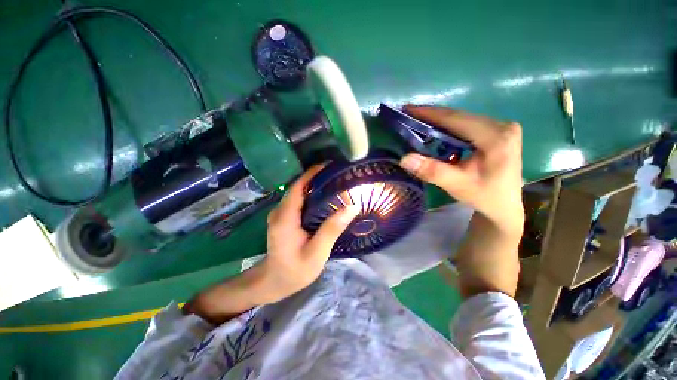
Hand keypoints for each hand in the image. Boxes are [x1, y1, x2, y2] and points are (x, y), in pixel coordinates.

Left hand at [262, 165, 359, 301]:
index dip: (312, 173)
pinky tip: (324, 198)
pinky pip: (298, 200)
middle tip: (337, 175)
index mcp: (285, 217)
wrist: (274, 282)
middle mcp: (279, 211)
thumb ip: (332, 229)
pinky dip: (310, 195)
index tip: (329, 166)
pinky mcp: (283, 218)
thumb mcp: (317, 253)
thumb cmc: (294, 271)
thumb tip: (352, 206)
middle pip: (298, 187)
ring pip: (298, 192)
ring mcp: (280, 214)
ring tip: (334, 183)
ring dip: (314, 185)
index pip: (298, 186)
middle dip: (316, 177)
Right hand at [399, 106, 523, 297]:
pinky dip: (447, 128)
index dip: (429, 114)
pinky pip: (466, 125)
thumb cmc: (484, 197)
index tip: (407, 109)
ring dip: (438, 121)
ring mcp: (501, 127)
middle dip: (431, 116)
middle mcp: (502, 126)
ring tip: (417, 122)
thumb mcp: (457, 185)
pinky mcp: (497, 131)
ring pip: (462, 119)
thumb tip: (404, 158)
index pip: (456, 119)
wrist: (504, 206)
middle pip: (459, 116)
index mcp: (496, 137)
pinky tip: (435, 132)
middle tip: (408, 115)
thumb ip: (432, 171)